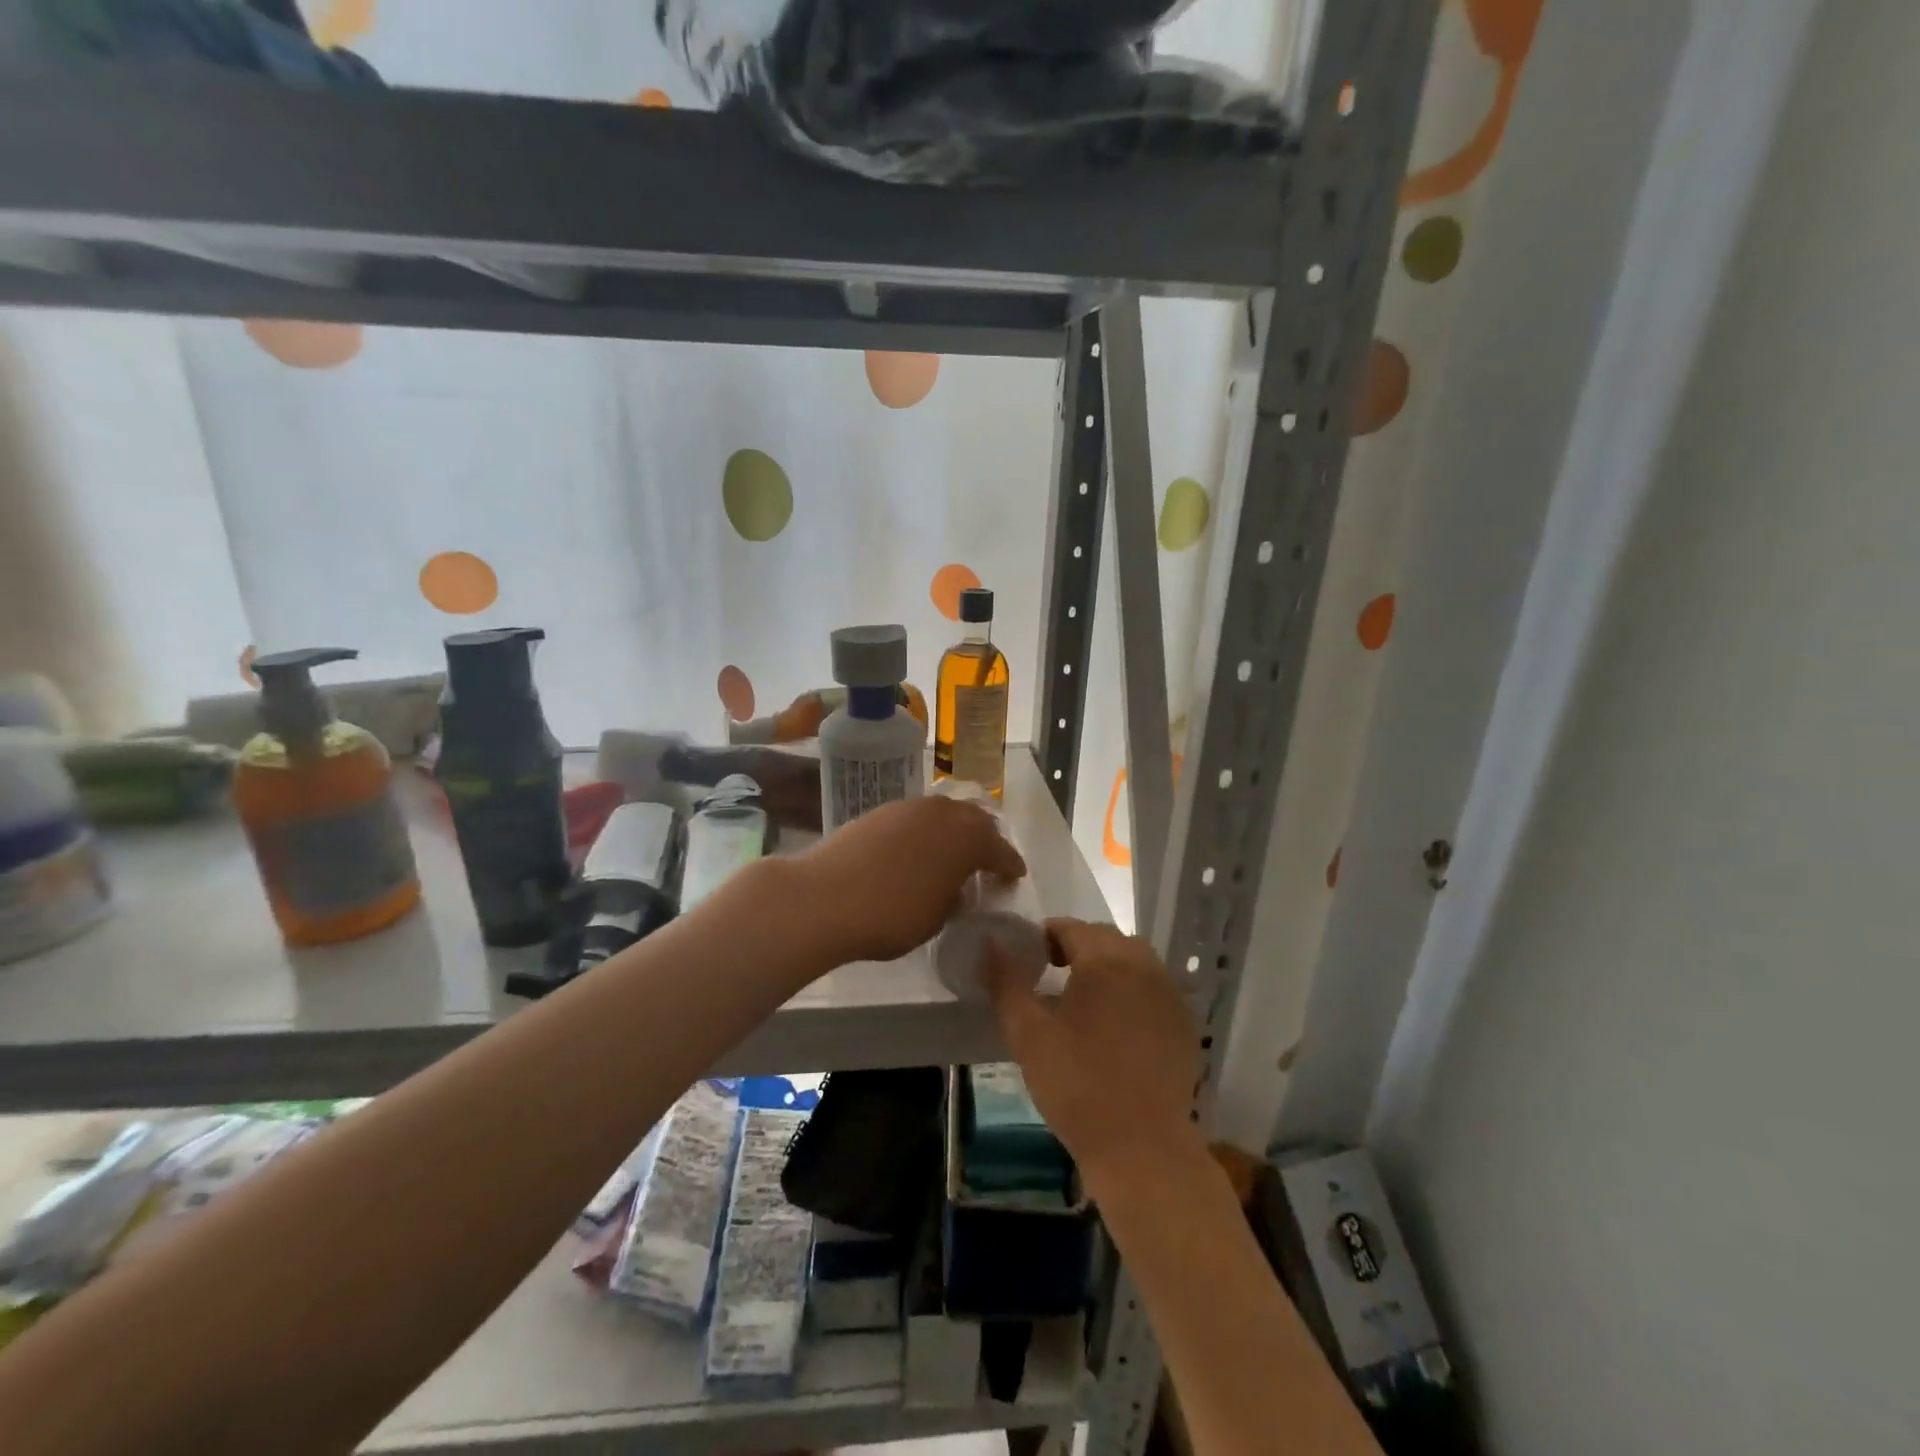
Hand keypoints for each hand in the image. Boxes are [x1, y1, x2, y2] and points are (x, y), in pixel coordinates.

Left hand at [795, 795, 1025, 964]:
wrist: (824, 897)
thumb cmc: (890, 916)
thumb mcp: (936, 918)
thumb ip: (954, 897)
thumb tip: (954, 888)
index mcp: (968, 839)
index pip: (1001, 850)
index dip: (1010, 865)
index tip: (1014, 876)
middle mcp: (944, 813)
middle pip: (976, 820)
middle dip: (985, 840)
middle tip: (986, 862)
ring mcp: (909, 807)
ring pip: (944, 813)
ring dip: (953, 831)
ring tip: (950, 854)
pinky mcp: (880, 810)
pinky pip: (916, 817)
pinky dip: (925, 831)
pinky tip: (916, 851)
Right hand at [984, 918, 1203, 1189]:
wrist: (1140, 1147)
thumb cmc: (1076, 1085)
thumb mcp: (1027, 1033)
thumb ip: (1006, 981)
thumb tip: (991, 942)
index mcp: (1106, 961)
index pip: (1072, 928)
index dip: (1046, 937)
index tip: (1029, 959)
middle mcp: (1144, 967)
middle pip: (1106, 939)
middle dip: (1077, 948)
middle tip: (1051, 975)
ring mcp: (1170, 996)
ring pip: (1134, 962)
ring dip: (1107, 967)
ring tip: (1083, 998)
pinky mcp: (1184, 1025)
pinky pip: (1153, 990)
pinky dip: (1132, 992)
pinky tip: (1115, 1026)